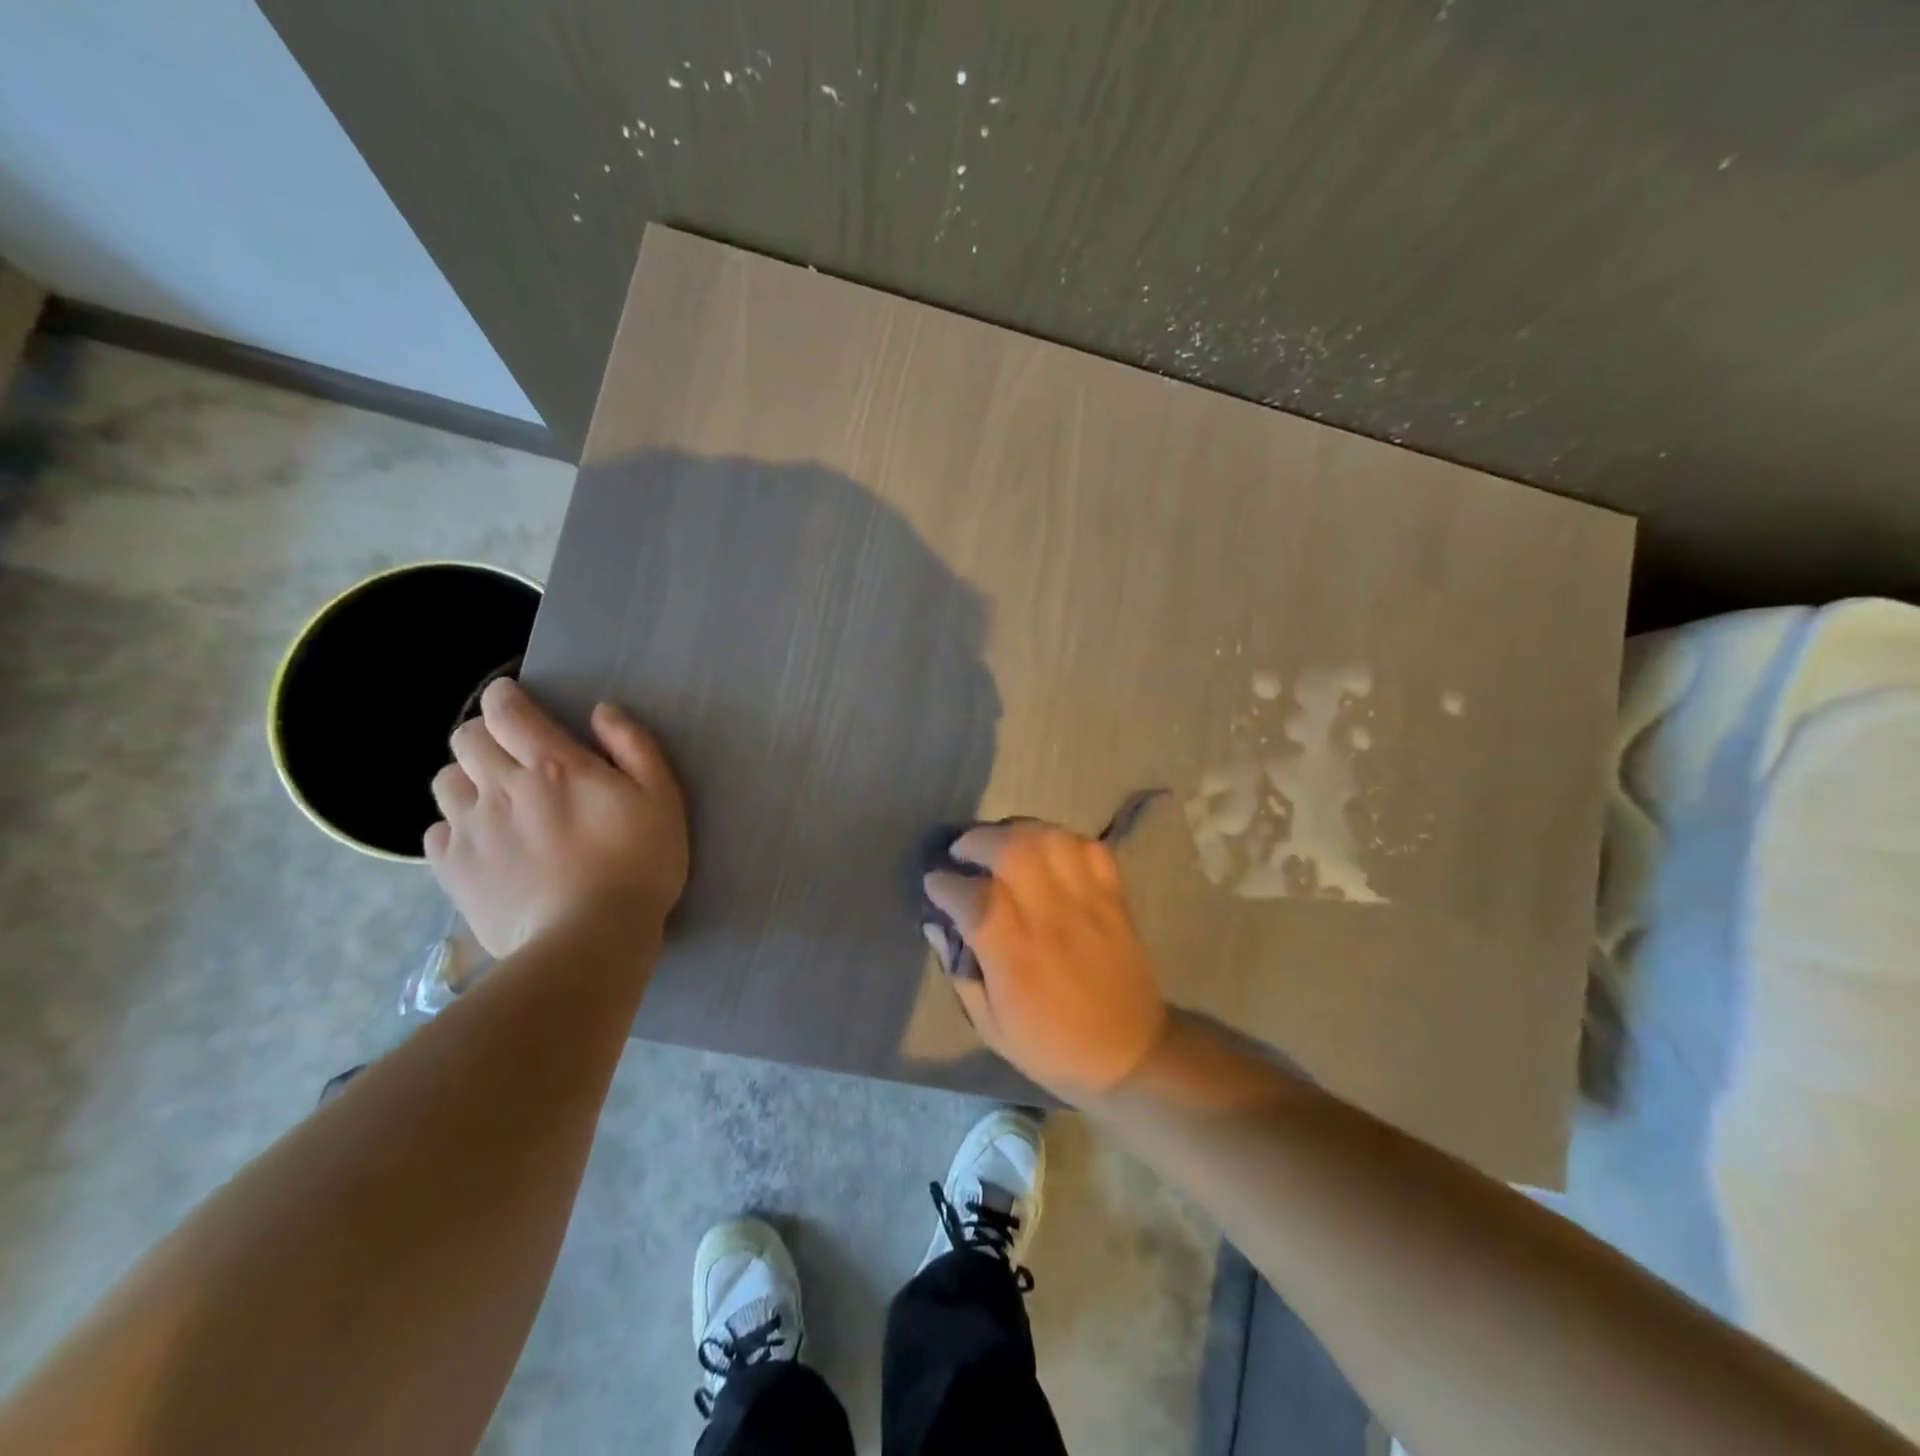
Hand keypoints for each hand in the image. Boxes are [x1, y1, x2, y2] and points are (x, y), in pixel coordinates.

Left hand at [426, 679, 687, 958]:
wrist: (590, 939)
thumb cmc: (638, 863)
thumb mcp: (661, 797)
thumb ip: (633, 746)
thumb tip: (601, 712)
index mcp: (551, 764)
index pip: (505, 709)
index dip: (505, 697)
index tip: (515, 701)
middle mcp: (499, 787)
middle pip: (465, 738)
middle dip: (487, 735)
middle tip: (514, 754)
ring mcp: (470, 829)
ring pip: (444, 781)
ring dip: (467, 779)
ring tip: (495, 799)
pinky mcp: (452, 870)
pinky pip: (435, 831)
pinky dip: (455, 827)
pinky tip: (484, 842)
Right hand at [922, 822, 1168, 1102]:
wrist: (1129, 1052)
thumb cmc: (1051, 1045)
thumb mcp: (990, 1025)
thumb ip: (959, 971)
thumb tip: (936, 926)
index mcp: (1014, 953)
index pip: (971, 896)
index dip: (944, 883)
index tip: (934, 883)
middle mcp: (1048, 915)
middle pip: (1010, 849)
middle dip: (976, 841)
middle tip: (963, 854)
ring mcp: (1086, 900)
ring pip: (1048, 838)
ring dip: (1016, 832)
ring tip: (1001, 844)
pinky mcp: (1113, 895)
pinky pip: (1087, 847)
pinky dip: (1061, 839)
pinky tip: (1045, 852)